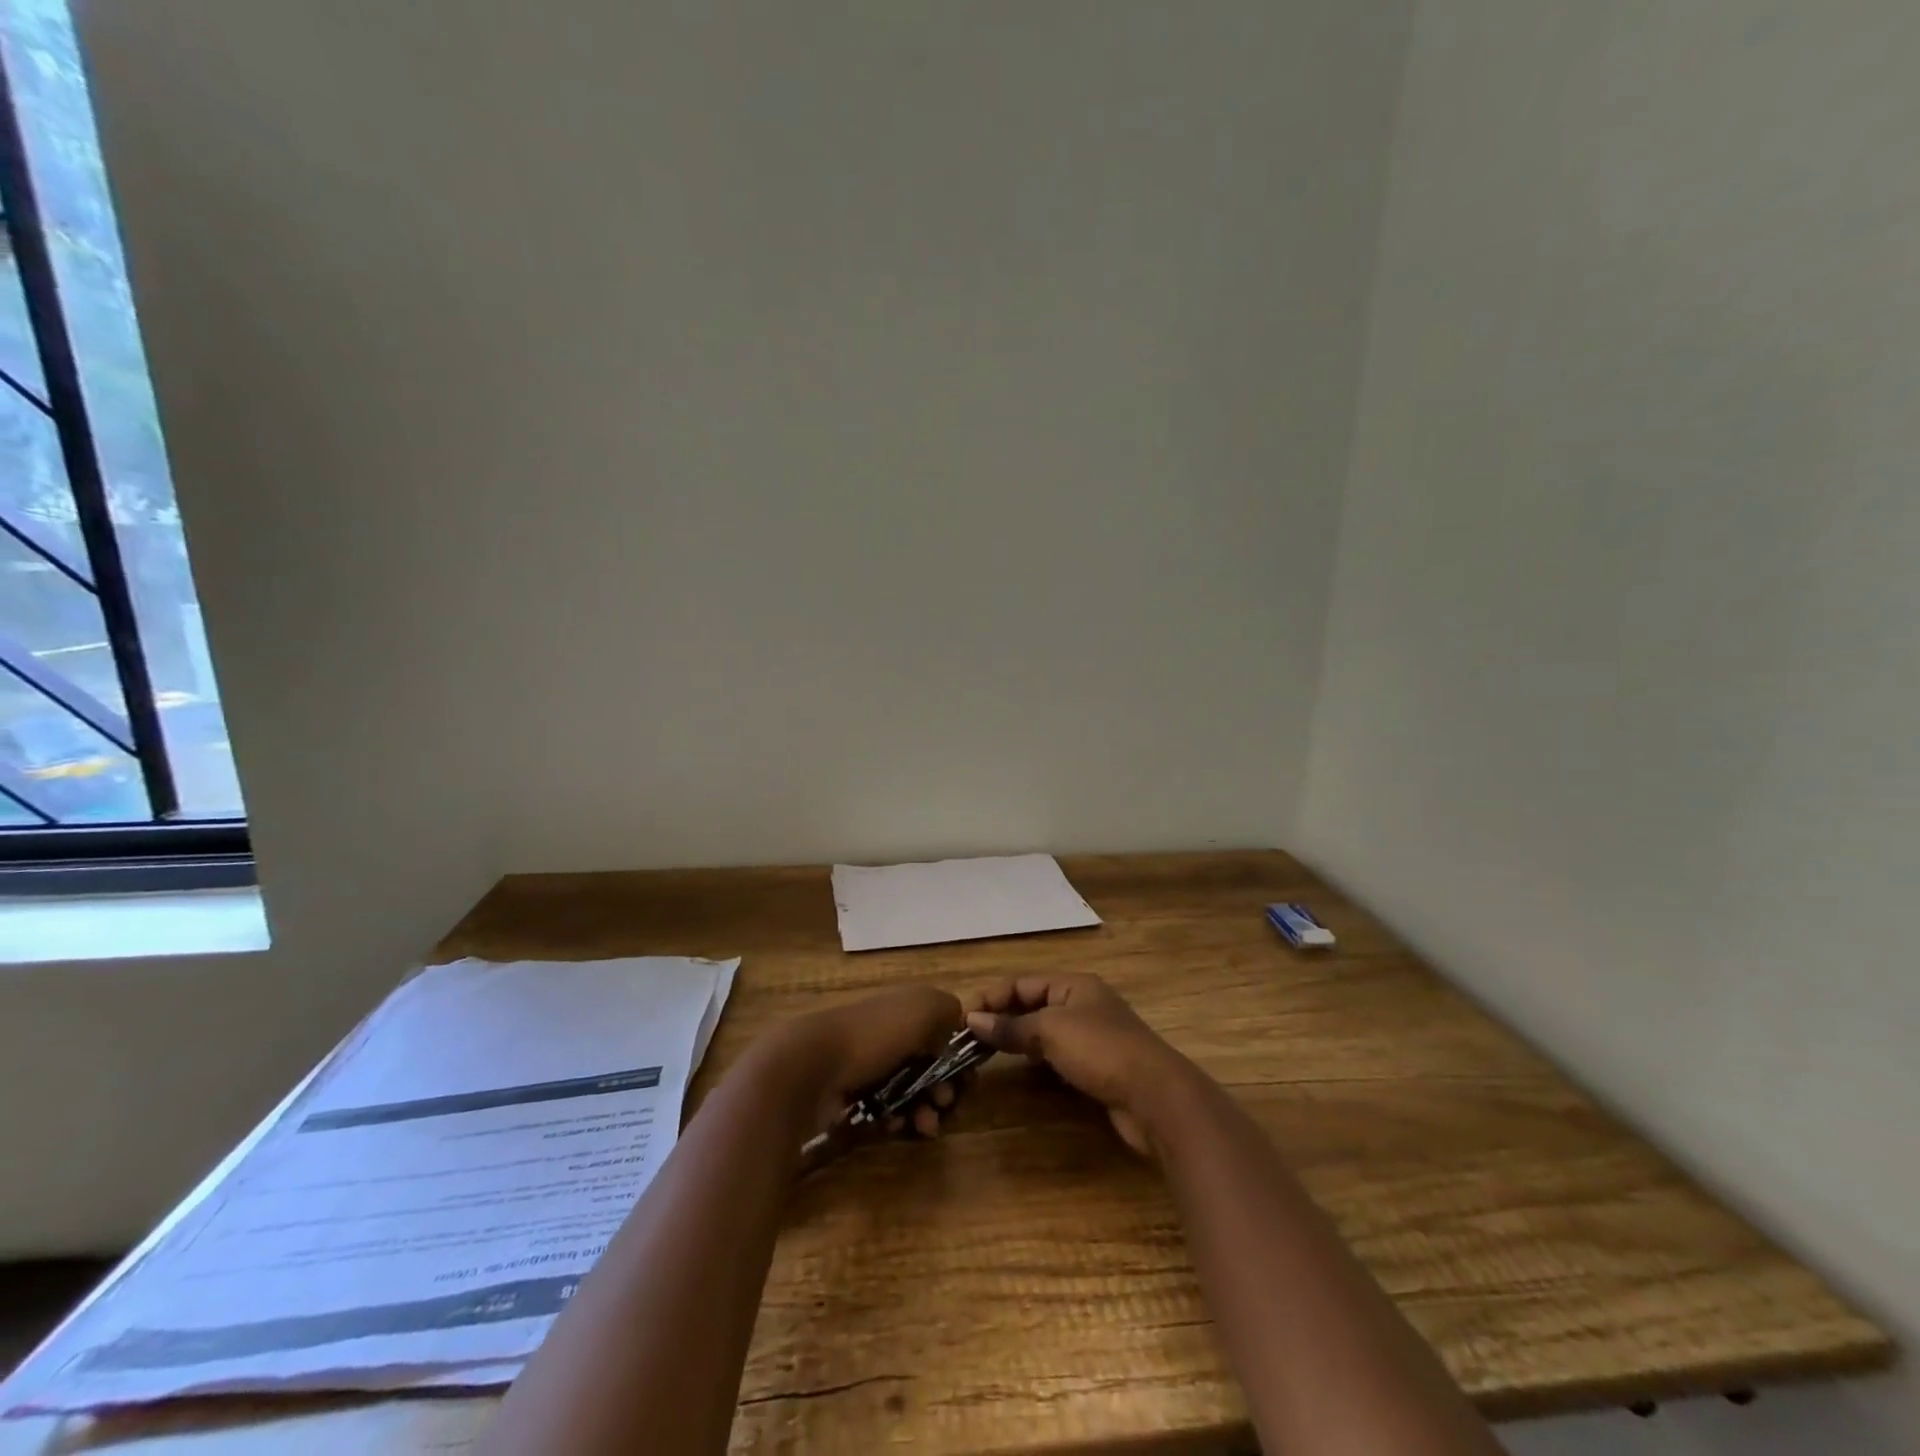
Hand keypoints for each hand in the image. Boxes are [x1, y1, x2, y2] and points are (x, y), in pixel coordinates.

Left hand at [768, 984, 963, 1138]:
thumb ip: (949, 1010)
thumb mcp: (924, 1007)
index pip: (942, 1032)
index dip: (958, 1055)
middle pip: (929, 1064)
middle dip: (945, 1087)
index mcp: (905, 1008)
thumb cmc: (875, 1033)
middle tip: (946, 1102)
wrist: (812, 1065)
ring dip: (926, 1109)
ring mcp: (868, 1065)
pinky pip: (886, 1110)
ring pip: (910, 1091)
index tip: (967, 1077)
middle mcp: (889, 1033)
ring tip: (926, 1125)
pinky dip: (898, 1119)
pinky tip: (897, 1126)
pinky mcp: (851, 1096)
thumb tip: (955, 1027)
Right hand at [964, 974, 1191, 1155]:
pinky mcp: (1097, 1066)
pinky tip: (1021, 1068)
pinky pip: (1057, 1054)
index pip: (1022, 983)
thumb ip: (1011, 1026)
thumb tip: (973, 1021)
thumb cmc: (1101, 1050)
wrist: (1155, 1096)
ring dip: (1017, 1039)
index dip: (991, 997)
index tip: (962, 1018)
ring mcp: (1092, 1036)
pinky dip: (1036, 1058)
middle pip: (1033, 1004)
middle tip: (968, 1038)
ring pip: (1044, 1031)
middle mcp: (1083, 1004)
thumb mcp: (1051, 1030)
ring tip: (986, 1053)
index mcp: (1074, 984)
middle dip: (1002, 1017)